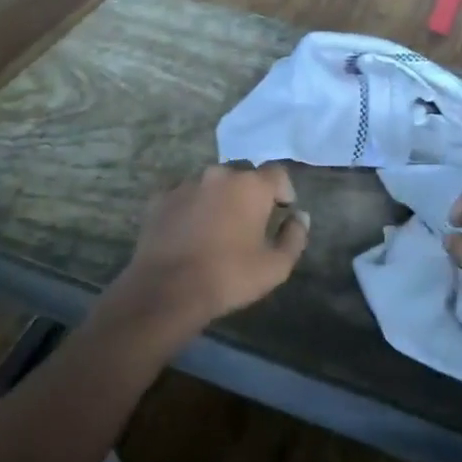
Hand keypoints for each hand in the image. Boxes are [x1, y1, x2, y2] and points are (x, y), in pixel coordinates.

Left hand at [109, 164, 309, 342]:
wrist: (167, 289)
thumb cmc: (229, 276)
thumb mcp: (276, 266)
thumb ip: (294, 237)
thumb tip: (300, 217)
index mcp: (251, 185)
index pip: (277, 172)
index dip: (283, 189)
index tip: (282, 210)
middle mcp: (219, 174)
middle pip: (243, 173)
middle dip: (251, 191)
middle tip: (250, 219)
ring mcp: (187, 183)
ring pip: (212, 182)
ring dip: (220, 197)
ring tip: (218, 226)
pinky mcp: (162, 198)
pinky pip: (186, 195)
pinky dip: (194, 206)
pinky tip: (191, 231)